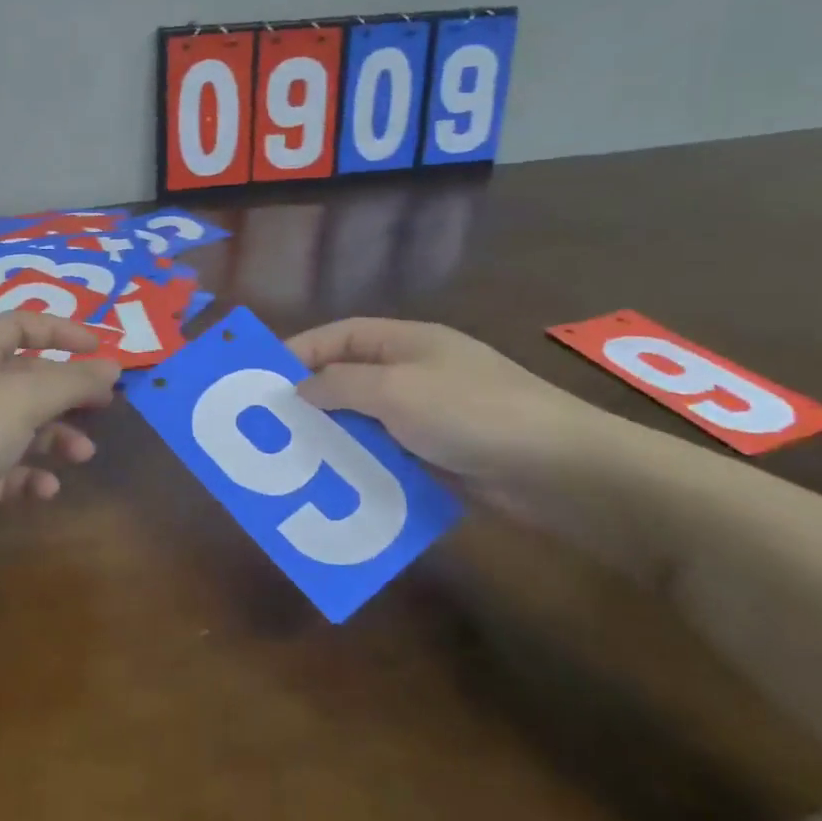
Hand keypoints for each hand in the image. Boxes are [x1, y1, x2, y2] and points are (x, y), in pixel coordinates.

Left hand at [0, 313, 120, 589]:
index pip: (20, 326)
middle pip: (25, 379)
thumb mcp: (22, 398)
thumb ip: (71, 382)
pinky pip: (3, 470)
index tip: (100, 350)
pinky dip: (28, 476)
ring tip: (83, 454)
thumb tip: (111, 366)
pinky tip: (47, 490)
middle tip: (104, 407)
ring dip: (54, 438)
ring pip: (19, 427)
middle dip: (66, 392)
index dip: (61, 331)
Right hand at [288, 317, 617, 499]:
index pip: (339, 336)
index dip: (300, 350)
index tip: (263, 378)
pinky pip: (388, 453)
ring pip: (366, 420)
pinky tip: (339, 484)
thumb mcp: (396, 390)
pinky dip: (363, 464)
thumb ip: (341, 385)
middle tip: (272, 424)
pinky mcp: (441, 453)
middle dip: (312, 398)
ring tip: (296, 458)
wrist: (559, 470)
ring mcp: (430, 414)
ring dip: (335, 436)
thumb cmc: (471, 412)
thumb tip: (302, 388)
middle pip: (349, 377)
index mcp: (406, 342)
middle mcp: (415, 371)